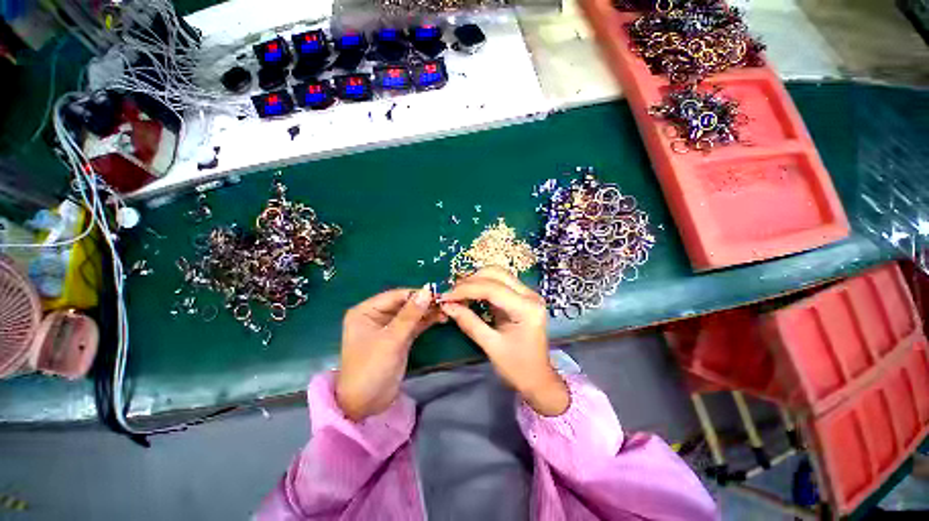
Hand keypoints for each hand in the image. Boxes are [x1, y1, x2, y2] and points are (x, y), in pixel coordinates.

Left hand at [336, 285, 444, 420]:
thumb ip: (410, 315)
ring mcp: (388, 328)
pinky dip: (426, 321)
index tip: (437, 293)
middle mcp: (377, 316)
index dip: (416, 293)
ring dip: (427, 312)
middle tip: (445, 302)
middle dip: (424, 303)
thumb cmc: (371, 368)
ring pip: (411, 314)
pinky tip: (440, 318)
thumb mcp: (391, 340)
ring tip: (446, 309)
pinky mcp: (398, 338)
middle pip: (404, 304)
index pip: (395, 295)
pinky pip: (413, 325)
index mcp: (366, 311)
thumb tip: (427, 291)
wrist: (365, 405)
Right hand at [440, 268, 568, 415]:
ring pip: (498, 274)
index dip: (466, 289)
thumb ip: (469, 322)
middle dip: (471, 281)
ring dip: (476, 280)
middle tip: (452, 294)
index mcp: (526, 308)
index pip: (492, 288)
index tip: (446, 296)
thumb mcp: (491, 346)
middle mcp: (530, 295)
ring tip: (458, 293)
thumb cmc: (517, 367)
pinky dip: (483, 285)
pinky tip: (470, 294)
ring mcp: (528, 294)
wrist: (538, 378)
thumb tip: (447, 305)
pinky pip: (500, 283)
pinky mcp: (522, 297)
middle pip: (496, 274)